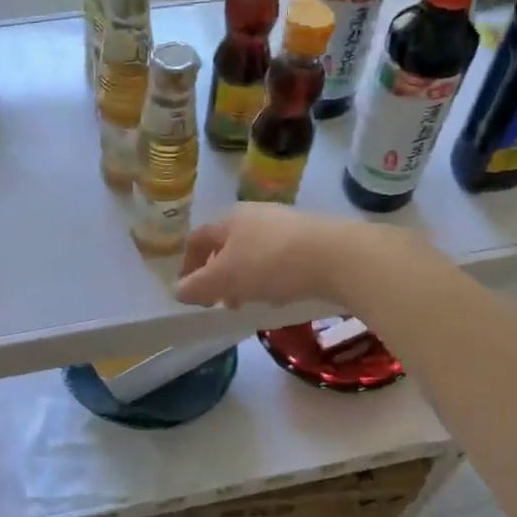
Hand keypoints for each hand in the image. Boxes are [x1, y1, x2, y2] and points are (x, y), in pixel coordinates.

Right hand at [175, 204, 359, 309]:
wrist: (337, 256)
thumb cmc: (270, 263)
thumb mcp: (225, 279)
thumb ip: (198, 286)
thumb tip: (178, 290)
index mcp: (230, 219)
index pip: (199, 239)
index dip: (189, 265)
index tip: (190, 291)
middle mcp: (257, 214)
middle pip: (229, 246)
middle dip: (221, 275)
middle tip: (223, 302)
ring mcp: (287, 224)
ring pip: (256, 253)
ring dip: (247, 278)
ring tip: (254, 302)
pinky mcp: (312, 239)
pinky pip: (282, 259)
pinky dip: (274, 277)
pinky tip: (284, 295)